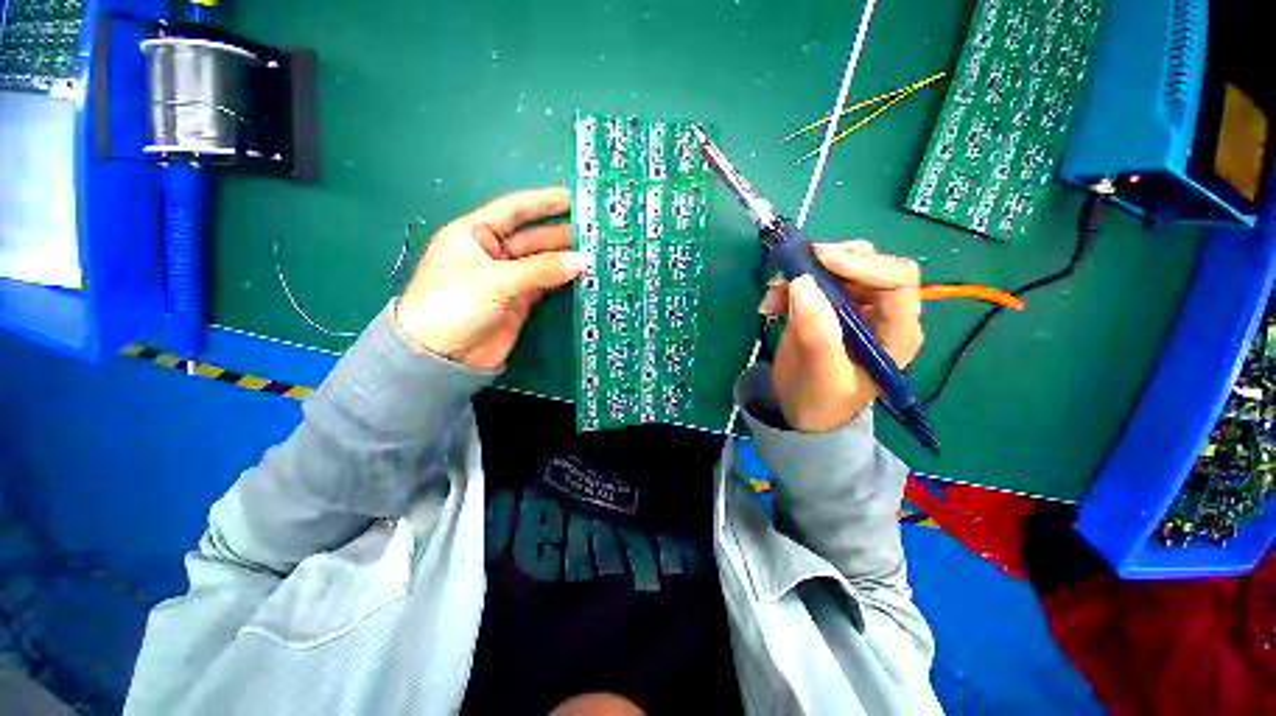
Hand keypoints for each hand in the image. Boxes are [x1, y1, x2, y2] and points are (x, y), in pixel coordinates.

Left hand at [395, 187, 589, 370]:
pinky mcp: (520, 301)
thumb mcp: (496, 280)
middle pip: (534, 237)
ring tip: (596, 252)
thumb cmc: (456, 304)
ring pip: (543, 262)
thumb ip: (541, 269)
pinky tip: (583, 275)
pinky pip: (546, 285)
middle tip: (595, 231)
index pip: (515, 209)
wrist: (442, 356)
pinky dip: (563, 280)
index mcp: (475, 233)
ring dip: (566, 258)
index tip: (574, 197)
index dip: (545, 202)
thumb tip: (582, 260)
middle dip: (562, 233)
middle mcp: (493, 252)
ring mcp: (508, 278)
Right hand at [758, 241, 922, 431]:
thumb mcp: (821, 374)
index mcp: (897, 332)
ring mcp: (854, 307)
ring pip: (838, 268)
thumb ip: (817, 333)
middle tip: (790, 274)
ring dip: (802, 274)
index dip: (862, 264)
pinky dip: (789, 285)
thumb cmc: (821, 401)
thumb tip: (802, 282)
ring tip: (772, 295)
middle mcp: (882, 312)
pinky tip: (770, 305)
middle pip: (868, 265)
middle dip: (826, 265)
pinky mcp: (828, 307)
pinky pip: (813, 281)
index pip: (896, 280)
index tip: (819, 261)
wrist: (804, 412)